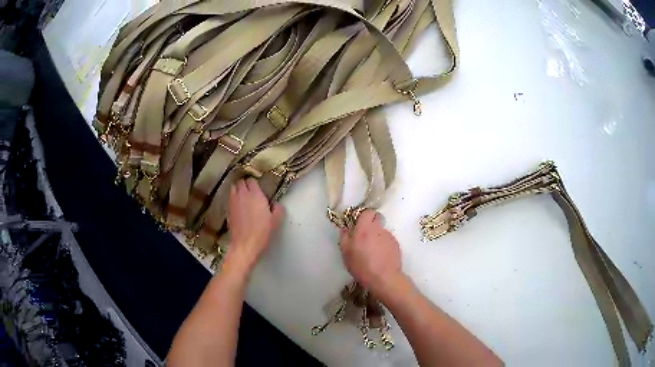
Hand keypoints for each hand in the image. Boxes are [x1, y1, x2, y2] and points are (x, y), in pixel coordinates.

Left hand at [226, 178, 284, 271]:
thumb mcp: (276, 221)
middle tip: (250, 190)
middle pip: (240, 182)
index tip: (258, 187)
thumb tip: (276, 204)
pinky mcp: (228, 210)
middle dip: (245, 184)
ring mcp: (233, 202)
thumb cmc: (261, 233)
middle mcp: (243, 195)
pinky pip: (230, 198)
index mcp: (256, 195)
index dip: (255, 183)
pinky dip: (234, 199)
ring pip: (233, 188)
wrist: (245, 245)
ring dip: (238, 189)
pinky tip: (239, 207)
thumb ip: (278, 209)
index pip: (252, 180)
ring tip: (243, 196)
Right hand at [339, 210, 404, 300]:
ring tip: (373, 252)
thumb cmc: (362, 266)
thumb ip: (344, 237)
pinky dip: (384, 246)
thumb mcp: (346, 253)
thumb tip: (345, 228)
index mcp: (365, 228)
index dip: (363, 216)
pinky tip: (380, 257)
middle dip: (370, 226)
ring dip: (377, 238)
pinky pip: (387, 241)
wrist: (384, 278)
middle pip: (376, 220)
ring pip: (381, 232)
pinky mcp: (396, 245)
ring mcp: (389, 236)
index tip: (358, 225)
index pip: (367, 211)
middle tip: (364, 239)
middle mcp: (379, 229)